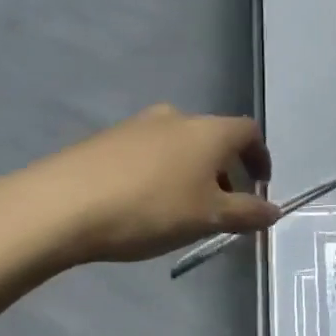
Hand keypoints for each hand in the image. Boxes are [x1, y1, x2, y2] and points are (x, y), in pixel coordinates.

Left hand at [0, 105, 279, 273]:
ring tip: (183, 209)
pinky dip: (161, 172)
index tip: (260, 186)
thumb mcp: (207, 218)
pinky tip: (145, 203)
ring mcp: (139, 124)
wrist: (63, 204)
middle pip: (214, 138)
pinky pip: (149, 151)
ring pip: (180, 144)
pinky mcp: (107, 138)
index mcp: (208, 131)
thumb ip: (246, 213)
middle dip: (225, 170)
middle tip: (222, 206)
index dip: (260, 157)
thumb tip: (273, 210)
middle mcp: (177, 117)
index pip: (249, 131)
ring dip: (192, 171)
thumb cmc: (150, 208)